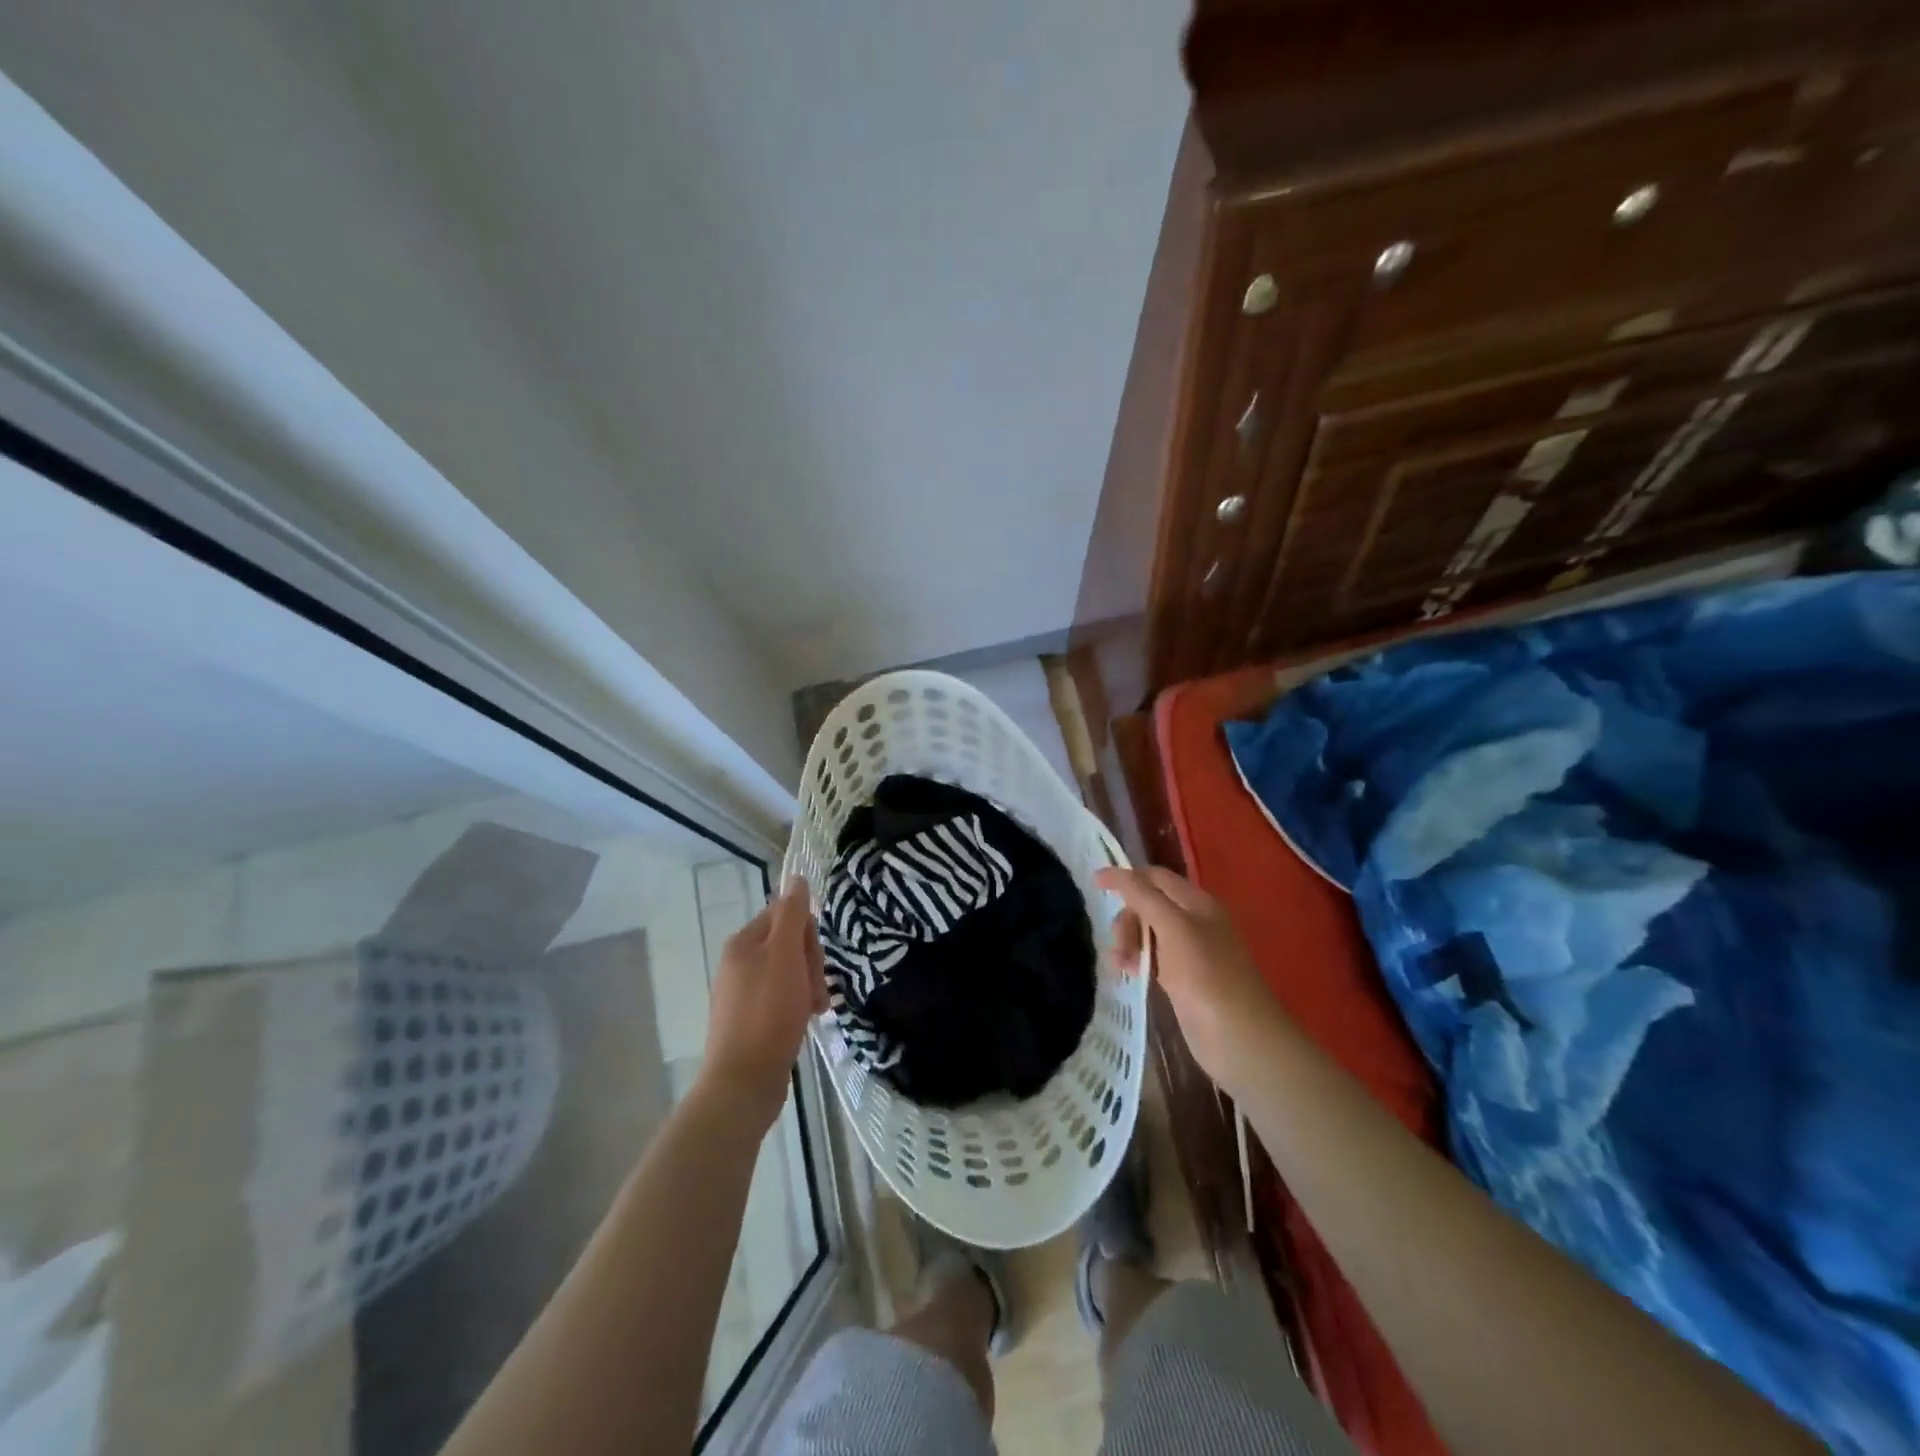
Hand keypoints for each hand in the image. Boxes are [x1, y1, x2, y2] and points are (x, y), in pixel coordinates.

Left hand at [699, 878, 827, 1128]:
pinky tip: (807, 1021)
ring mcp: (744, 993)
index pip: (785, 914)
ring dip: (809, 986)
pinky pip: (783, 997)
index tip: (813, 958)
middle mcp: (739, 962)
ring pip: (790, 972)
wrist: (744, 1081)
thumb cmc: (768, 1012)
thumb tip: (796, 879)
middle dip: (811, 963)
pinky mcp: (752, 1019)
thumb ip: (792, 915)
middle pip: (789, 943)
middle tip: (815, 989)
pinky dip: (799, 1005)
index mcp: (743, 942)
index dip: (807, 933)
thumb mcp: (785, 955)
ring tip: (815, 1010)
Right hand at [1096, 866, 1288, 1095]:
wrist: (1241, 1040)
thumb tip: (1110, 871)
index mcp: (1197, 903)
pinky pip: (1154, 957)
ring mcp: (1191, 952)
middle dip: (1127, 919)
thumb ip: (1142, 897)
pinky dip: (1138, 960)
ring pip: (1149, 932)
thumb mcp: (1173, 928)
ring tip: (1120, 965)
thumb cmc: (1207, 978)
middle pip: (1149, 904)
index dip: (1126, 878)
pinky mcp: (1185, 979)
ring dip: (1129, 941)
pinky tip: (1130, 973)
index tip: (1095, 887)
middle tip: (1117, 946)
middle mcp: (1195, 921)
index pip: (1155, 877)